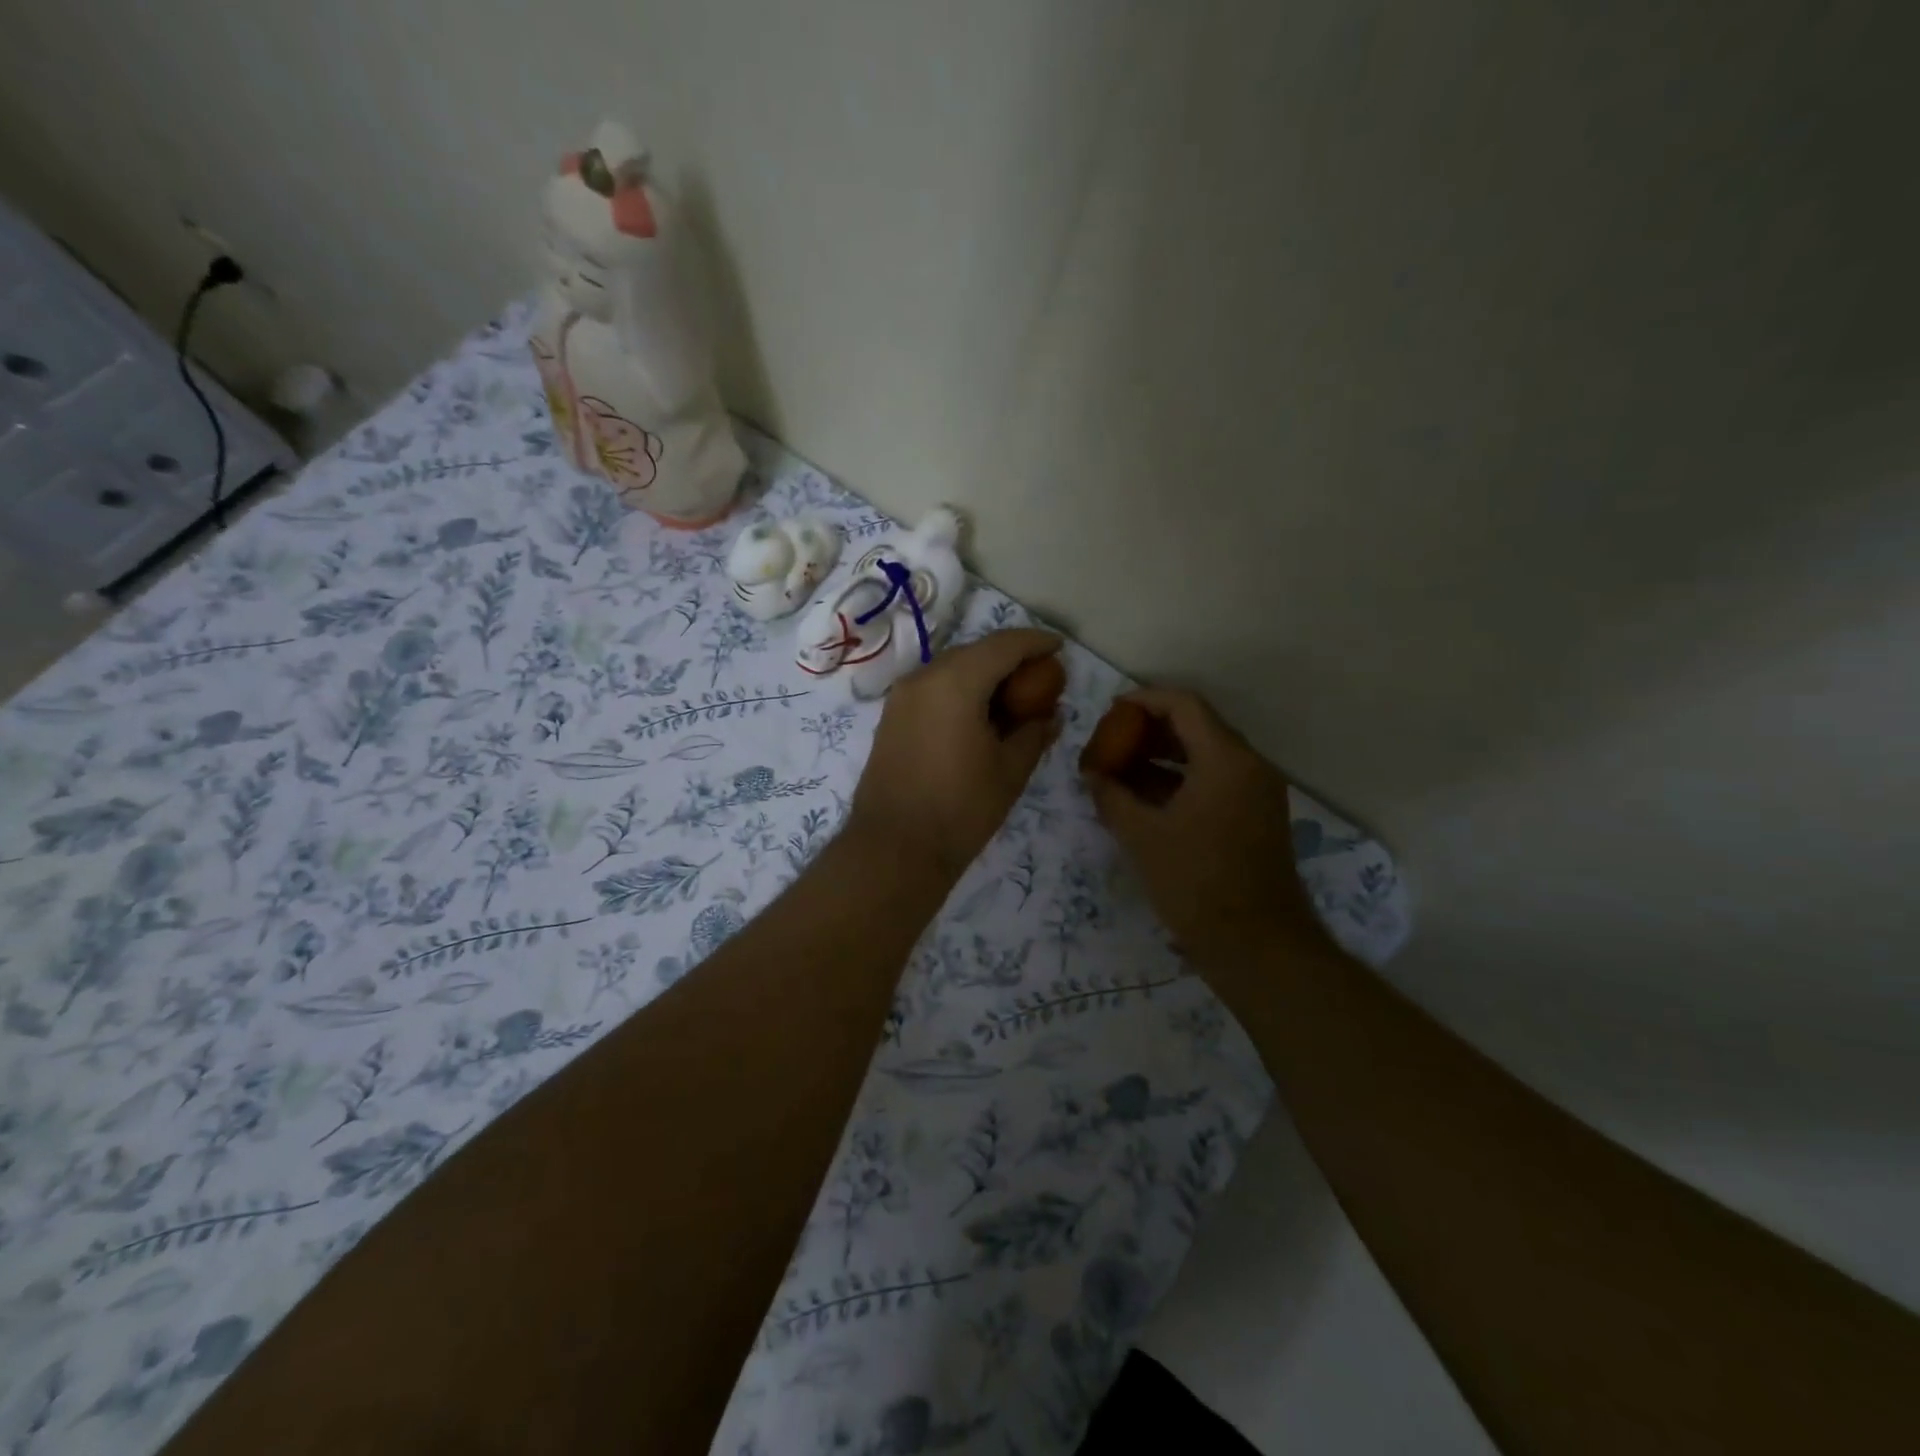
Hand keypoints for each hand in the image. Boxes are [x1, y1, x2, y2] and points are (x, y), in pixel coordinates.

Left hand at [849, 629, 1064, 882]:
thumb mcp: (1010, 770)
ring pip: (951, 669)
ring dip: (984, 675)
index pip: (1003, 645)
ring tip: (1013, 699)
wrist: (894, 848)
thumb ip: (1035, 732)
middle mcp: (923, 677)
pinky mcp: (892, 718)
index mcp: (955, 682)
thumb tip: (1052, 715)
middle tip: (1040, 677)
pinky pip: (933, 689)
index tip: (1060, 648)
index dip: (1036, 642)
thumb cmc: (961, 809)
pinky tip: (980, 716)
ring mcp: (902, 697)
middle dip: (1010, 658)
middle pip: (975, 652)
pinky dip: (961, 691)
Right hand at [1082, 687, 1319, 973]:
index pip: (1184, 705)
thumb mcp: (1142, 837)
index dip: (1144, 700)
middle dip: (1150, 730)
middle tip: (1111, 740)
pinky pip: (1215, 780)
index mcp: (1226, 760)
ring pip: (1205, 755)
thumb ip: (1112, 796)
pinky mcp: (1256, 816)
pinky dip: (1181, 780)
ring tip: (1120, 768)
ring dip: (1163, 756)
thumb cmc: (1196, 883)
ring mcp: (1257, 792)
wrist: (1257, 945)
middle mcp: (1249, 766)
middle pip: (1197, 726)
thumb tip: (1091, 773)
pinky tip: (1145, 797)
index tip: (1110, 711)